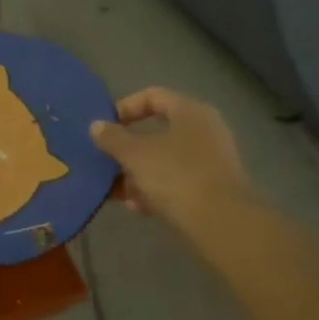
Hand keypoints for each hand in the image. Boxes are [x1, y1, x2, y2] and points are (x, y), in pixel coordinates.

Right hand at [90, 88, 254, 234]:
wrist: (221, 223)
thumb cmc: (176, 176)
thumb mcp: (135, 154)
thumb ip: (112, 138)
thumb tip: (97, 126)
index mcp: (190, 112)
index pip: (153, 96)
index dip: (125, 107)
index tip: (105, 127)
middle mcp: (205, 131)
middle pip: (157, 131)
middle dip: (127, 147)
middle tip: (106, 159)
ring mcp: (211, 161)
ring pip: (164, 159)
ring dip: (137, 172)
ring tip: (116, 189)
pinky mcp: (212, 188)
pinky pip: (176, 181)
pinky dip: (155, 189)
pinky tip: (137, 207)